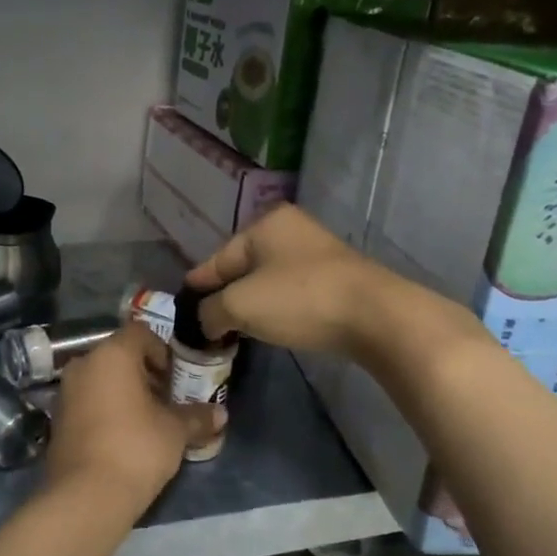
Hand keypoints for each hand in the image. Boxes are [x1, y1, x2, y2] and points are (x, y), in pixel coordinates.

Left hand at [44, 324, 218, 515]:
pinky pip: (88, 402)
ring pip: (102, 379)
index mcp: (112, 354)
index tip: (177, 379)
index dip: (163, 352)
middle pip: (120, 356)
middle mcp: (83, 364)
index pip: (141, 334)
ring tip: (149, 421)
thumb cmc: (136, 448)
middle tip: (167, 400)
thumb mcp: (175, 431)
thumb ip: (197, 416)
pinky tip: (125, 437)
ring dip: (125, 393)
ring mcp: (65, 392)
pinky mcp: (57, 420)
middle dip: (145, 374)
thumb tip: (221, 414)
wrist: (86, 496)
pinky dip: (107, 409)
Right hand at [186, 204, 401, 355]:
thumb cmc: (299, 299)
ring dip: (250, 305)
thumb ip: (210, 311)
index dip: (197, 286)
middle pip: (242, 268)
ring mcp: (317, 253)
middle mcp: (290, 230)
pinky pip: (291, 292)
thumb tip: (203, 321)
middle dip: (224, 296)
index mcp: (265, 224)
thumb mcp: (240, 305)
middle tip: (206, 325)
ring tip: (233, 331)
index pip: (217, 259)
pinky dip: (276, 309)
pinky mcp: (335, 279)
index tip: (181, 308)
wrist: (375, 316)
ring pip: (267, 281)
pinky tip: (269, 327)